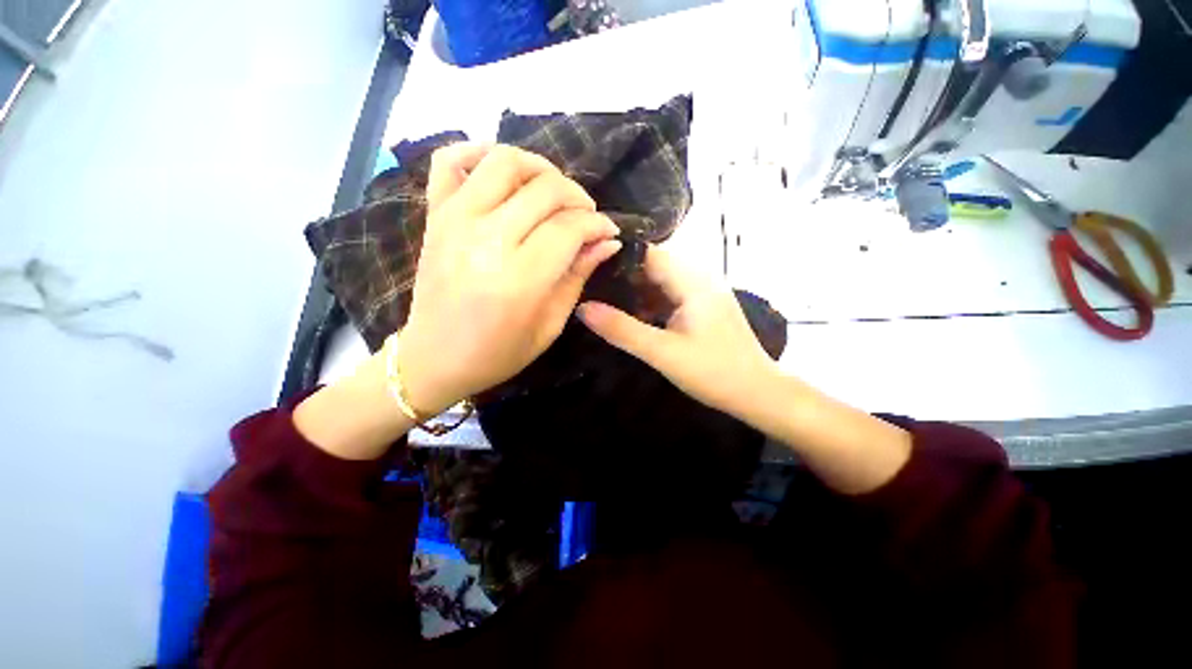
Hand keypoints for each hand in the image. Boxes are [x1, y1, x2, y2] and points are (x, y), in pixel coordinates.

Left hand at [397, 143, 621, 413]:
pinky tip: (501, 170)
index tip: (608, 231)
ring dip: (540, 168)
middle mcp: (487, 240)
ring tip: (552, 191)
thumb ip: (578, 277)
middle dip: (578, 197)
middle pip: (545, 190)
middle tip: (586, 216)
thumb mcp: (549, 326)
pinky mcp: (434, 215)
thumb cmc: (498, 353)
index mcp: (519, 279)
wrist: (434, 358)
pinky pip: (449, 160)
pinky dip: (477, 151)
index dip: (597, 224)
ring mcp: (455, 221)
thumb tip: (607, 242)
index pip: (569, 228)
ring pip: (505, 162)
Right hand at [577, 245, 776, 419]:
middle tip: (590, 288)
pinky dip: (650, 303)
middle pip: (654, 266)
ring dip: (636, 292)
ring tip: (604, 302)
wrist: (758, 394)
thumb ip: (622, 330)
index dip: (618, 258)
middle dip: (623, 277)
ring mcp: (703, 293)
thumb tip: (583, 308)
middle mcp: (700, 278)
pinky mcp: (703, 307)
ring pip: (661, 282)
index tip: (589, 268)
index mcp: (692, 281)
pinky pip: (670, 296)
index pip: (649, 254)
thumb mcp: (663, 352)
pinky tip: (633, 317)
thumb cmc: (714, 372)